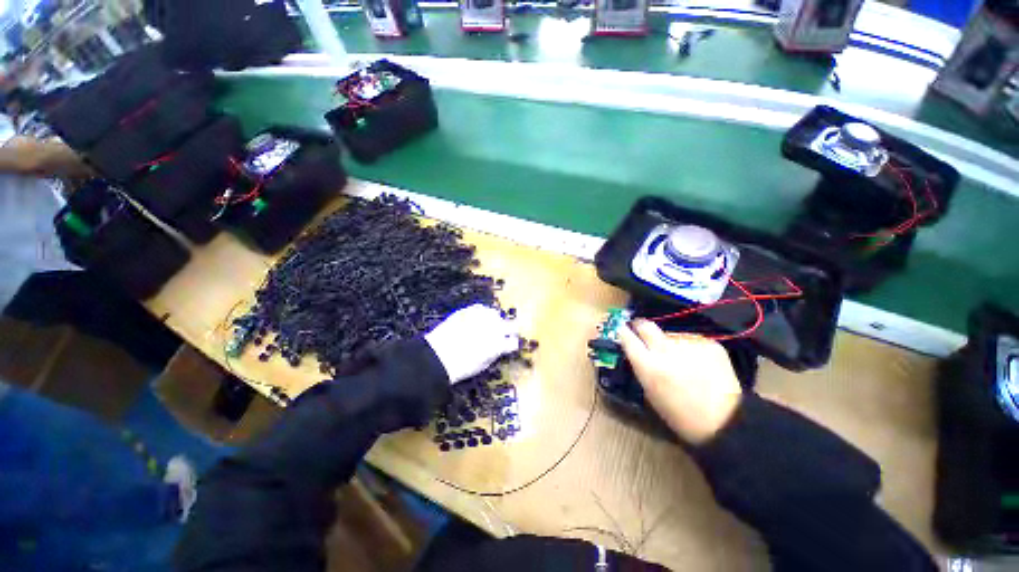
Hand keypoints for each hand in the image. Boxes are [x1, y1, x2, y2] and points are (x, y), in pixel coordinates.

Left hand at [425, 304, 519, 383]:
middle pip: (512, 325)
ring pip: (497, 314)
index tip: (510, 345)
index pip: (514, 342)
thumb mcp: (483, 365)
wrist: (438, 355)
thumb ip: (495, 353)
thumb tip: (500, 347)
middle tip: (505, 333)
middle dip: (510, 330)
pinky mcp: (470, 310)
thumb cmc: (461, 366)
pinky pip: (482, 308)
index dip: (512, 343)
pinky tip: (477, 319)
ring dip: (495, 321)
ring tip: (487, 326)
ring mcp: (483, 317)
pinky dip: (482, 313)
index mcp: (500, 345)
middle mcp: (495, 328)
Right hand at [618, 319, 742, 444]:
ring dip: (670, 343)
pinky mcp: (710, 344)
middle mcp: (666, 350)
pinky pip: (691, 340)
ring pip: (671, 335)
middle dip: (640, 326)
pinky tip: (698, 363)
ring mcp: (690, 344)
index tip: (622, 329)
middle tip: (641, 330)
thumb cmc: (680, 415)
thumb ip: (642, 368)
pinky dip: (690, 348)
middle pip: (646, 326)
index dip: (623, 332)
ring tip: (680, 359)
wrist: (725, 421)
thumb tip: (637, 351)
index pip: (627, 338)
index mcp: (649, 366)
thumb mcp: (650, 393)